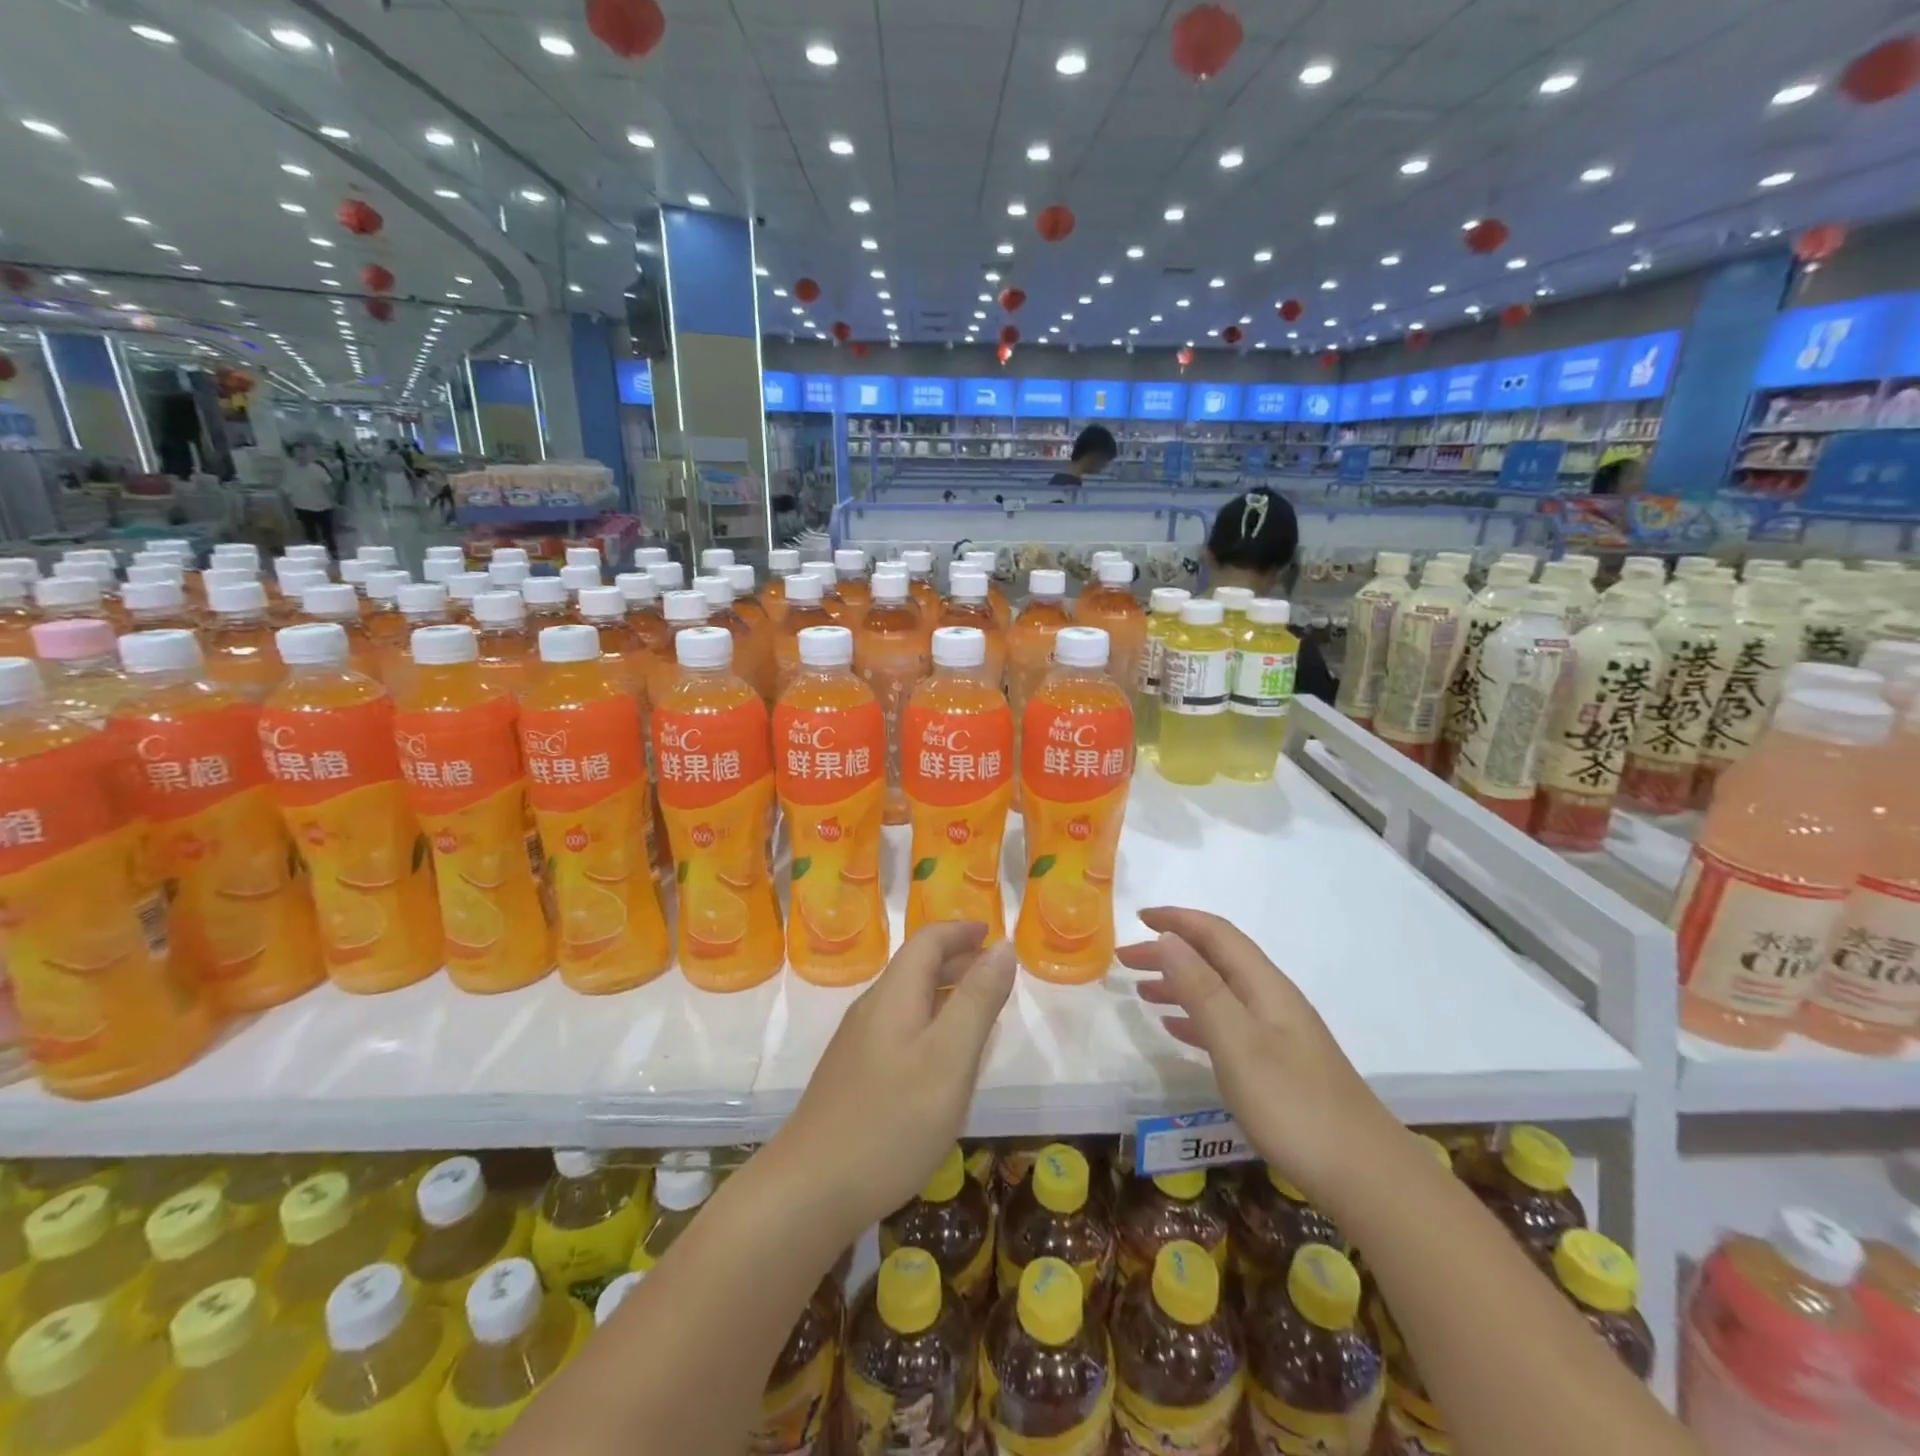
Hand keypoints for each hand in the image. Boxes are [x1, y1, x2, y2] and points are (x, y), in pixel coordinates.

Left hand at [771, 923, 1015, 1239]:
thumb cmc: (891, 1121)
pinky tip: (944, 1059)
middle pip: (916, 967)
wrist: (810, 1190)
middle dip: (957, 960)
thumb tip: (1002, 946)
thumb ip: (978, 1000)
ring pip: (908, 1000)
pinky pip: (900, 1029)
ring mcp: (858, 1044)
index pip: (927, 941)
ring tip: (980, 1011)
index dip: (961, 931)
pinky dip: (931, 1023)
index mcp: (894, 994)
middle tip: (997, 973)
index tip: (993, 934)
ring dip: (945, 992)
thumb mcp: (949, 1058)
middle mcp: (872, 1009)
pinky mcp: (853, 1075)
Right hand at [1118, 907, 1401, 1210]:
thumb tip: (1168, 939)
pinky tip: (1176, 1030)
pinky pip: (1226, 1023)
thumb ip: (1201, 989)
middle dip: (1170, 952)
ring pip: (1219, 990)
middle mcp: (1271, 999)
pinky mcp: (1278, 1064)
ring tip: (1142, 991)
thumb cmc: (1293, 1105)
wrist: (1365, 1175)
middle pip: (1215, 959)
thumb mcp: (1237, 1043)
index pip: (1216, 934)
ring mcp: (1277, 1033)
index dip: (1177, 919)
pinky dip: (1195, 1017)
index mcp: (1264, 985)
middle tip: (1126, 960)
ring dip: (1179, 983)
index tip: (1138, 918)